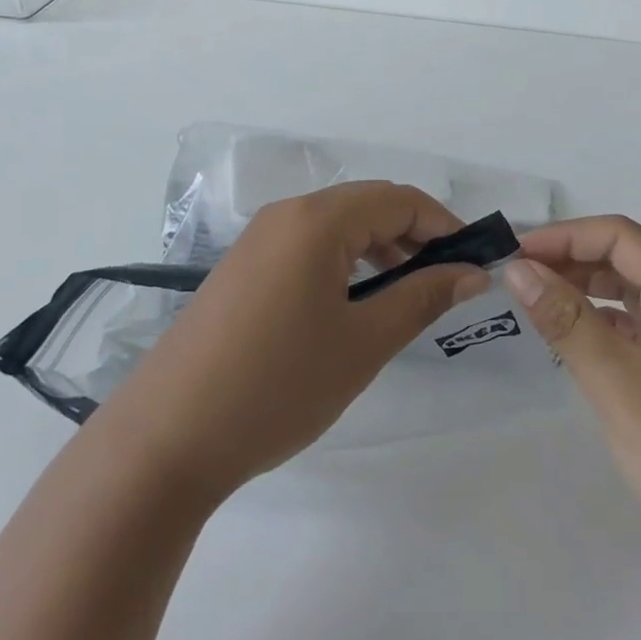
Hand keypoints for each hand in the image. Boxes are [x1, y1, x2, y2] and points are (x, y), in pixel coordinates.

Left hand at [101, 181, 490, 501]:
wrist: (166, 439)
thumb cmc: (278, 386)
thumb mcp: (364, 343)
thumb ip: (423, 297)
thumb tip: (472, 273)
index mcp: (317, 220)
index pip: (399, 200)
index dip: (444, 225)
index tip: (474, 262)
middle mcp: (285, 215)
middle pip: (367, 205)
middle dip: (414, 235)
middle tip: (447, 282)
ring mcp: (257, 240)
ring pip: (337, 226)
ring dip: (380, 248)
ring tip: (407, 293)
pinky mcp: (242, 269)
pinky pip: (307, 246)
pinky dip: (344, 262)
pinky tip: (355, 303)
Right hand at [503, 216, 640, 611]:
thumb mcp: (619, 382)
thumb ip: (566, 319)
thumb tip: (518, 268)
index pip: (621, 237)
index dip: (565, 236)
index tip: (514, 254)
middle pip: (625, 263)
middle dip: (570, 261)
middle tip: (514, 278)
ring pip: (628, 301)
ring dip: (581, 294)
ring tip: (531, 303)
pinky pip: (632, 338)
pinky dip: (596, 330)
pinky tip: (567, 343)